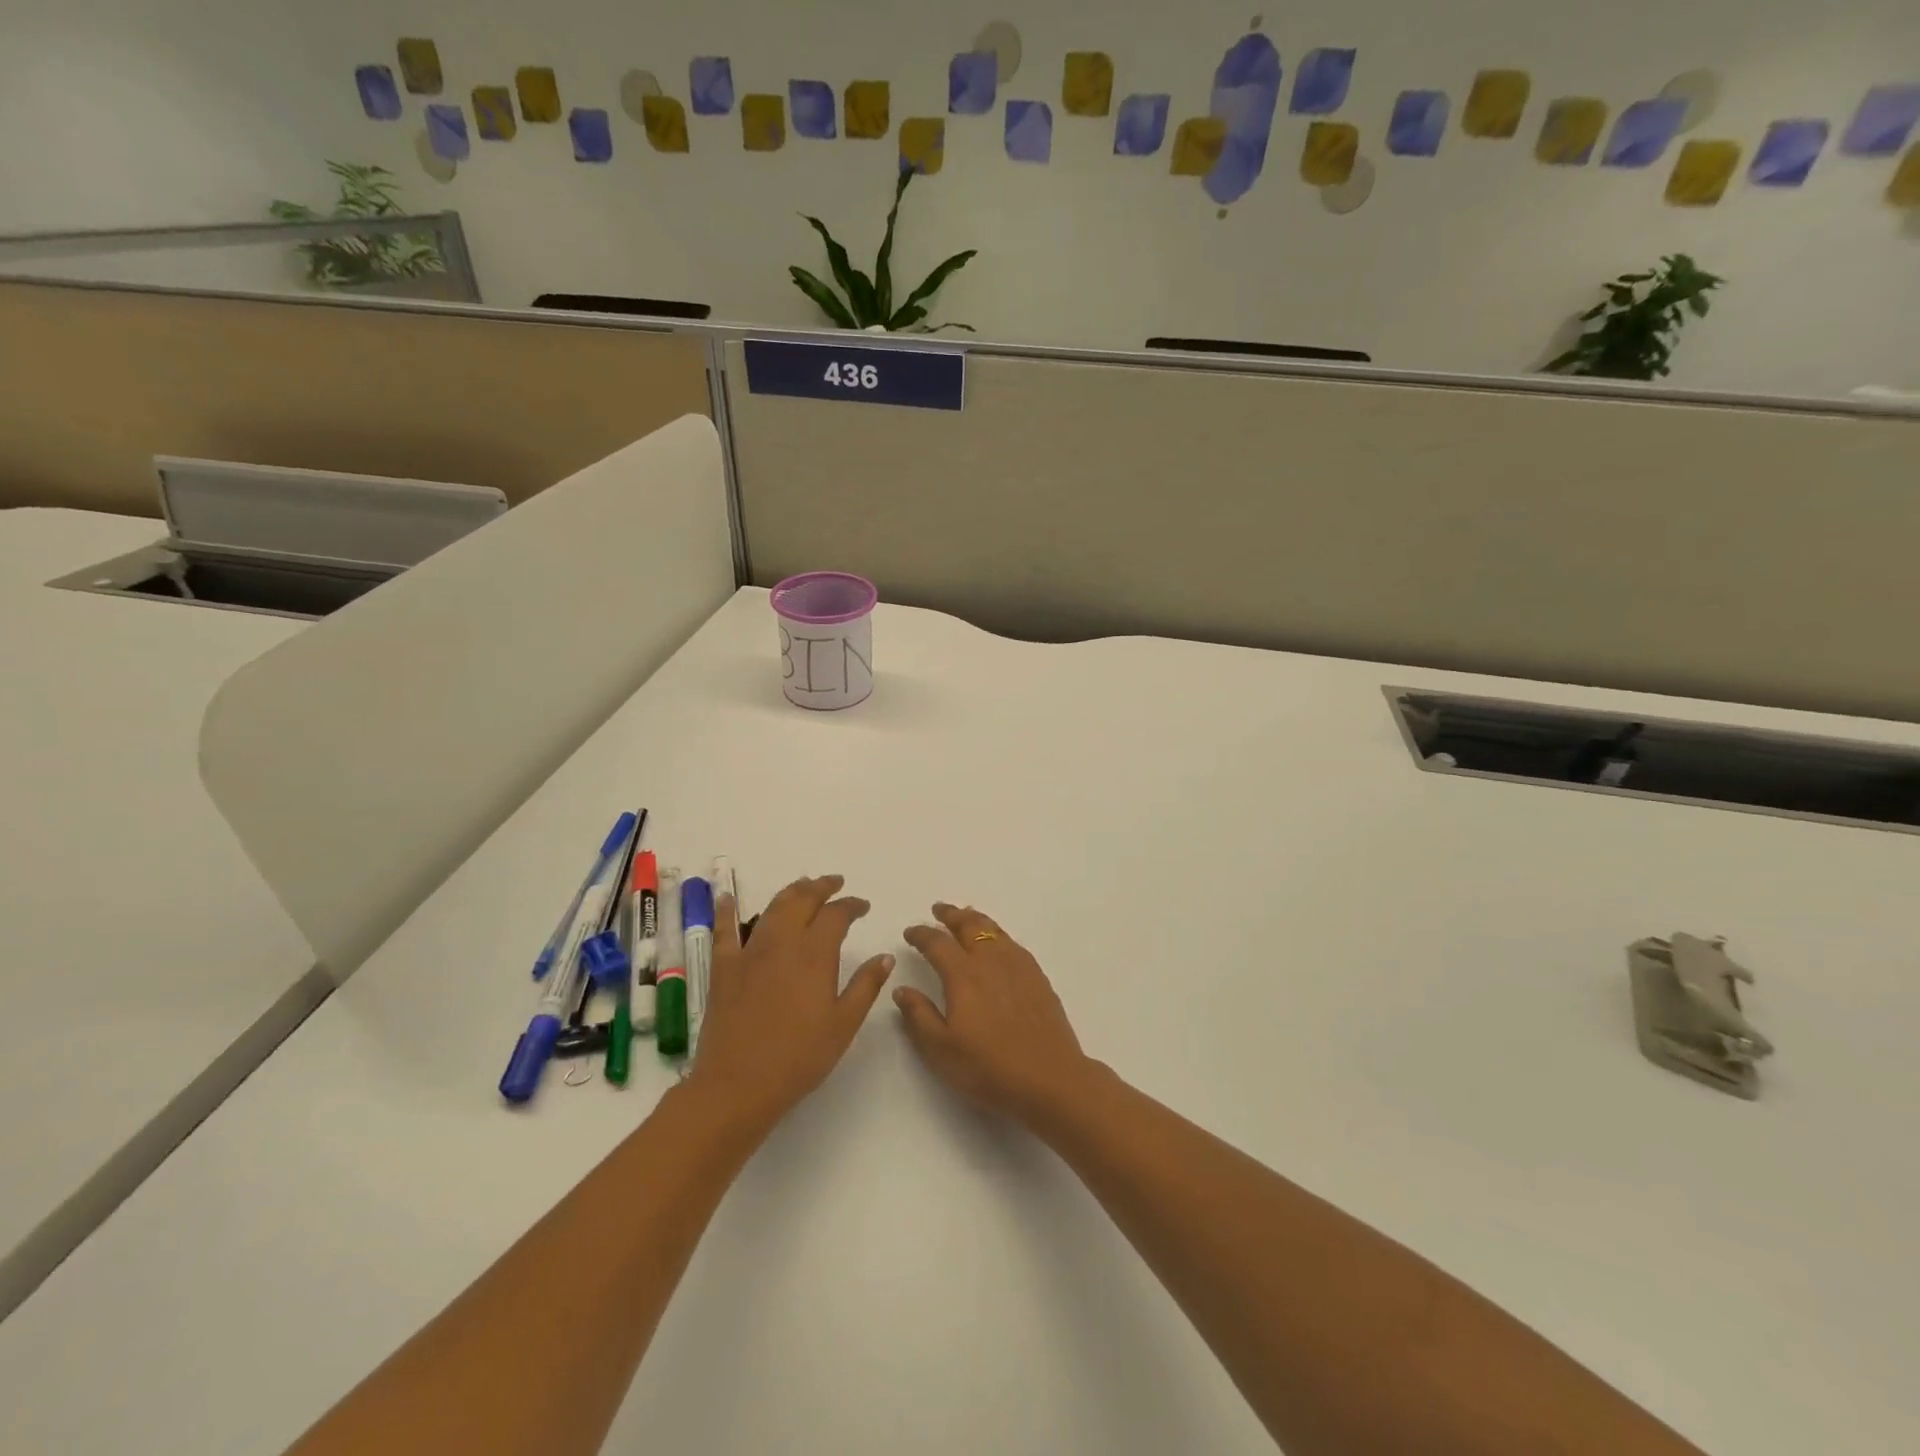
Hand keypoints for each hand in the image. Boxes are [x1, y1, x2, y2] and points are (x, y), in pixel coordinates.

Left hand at [686, 875, 893, 1130]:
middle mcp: (782, 943)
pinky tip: (727, 897)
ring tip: (802, 886)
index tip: (862, 905)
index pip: (837, 915)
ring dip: (790, 892)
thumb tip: (885, 956)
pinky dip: (726, 910)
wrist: (737, 1085)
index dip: (851, 905)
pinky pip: (724, 931)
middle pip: (803, 900)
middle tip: (834, 883)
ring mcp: (749, 952)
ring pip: (771, 908)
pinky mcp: (724, 968)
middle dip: (821, 886)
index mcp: (815, 954)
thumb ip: (865, 986)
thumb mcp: (843, 1025)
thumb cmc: (798, 1058)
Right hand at [896, 903, 1096, 1125]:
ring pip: (993, 929)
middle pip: (969, 925)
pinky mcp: (1037, 977)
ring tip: (966, 916)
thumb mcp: (941, 1050)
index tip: (910, 932)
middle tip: (938, 909)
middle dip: (950, 915)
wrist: (1050, 1078)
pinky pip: (1012, 942)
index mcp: (963, 975)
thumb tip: (902, 989)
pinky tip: (998, 944)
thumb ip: (919, 1016)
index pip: (937, 943)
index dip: (921, 934)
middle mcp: (990, 960)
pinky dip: (997, 934)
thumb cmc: (989, 1068)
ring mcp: (1018, 966)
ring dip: (975, 919)